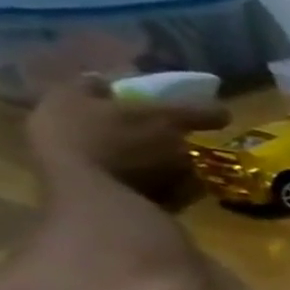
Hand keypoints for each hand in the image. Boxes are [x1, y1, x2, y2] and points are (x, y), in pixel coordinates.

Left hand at [26, 75, 227, 187]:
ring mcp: (82, 167)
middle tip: (188, 134)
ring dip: (165, 162)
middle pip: (117, 124)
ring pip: (132, 157)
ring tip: (196, 166)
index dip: (134, 88)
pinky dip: (168, 187)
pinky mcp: (103, 198)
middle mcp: (65, 130)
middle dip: (155, 130)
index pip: (100, 85)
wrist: (99, 203)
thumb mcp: (167, 119)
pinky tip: (189, 189)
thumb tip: (224, 111)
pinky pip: (144, 187)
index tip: (169, 97)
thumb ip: (196, 111)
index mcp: (68, 102)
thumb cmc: (120, 145)